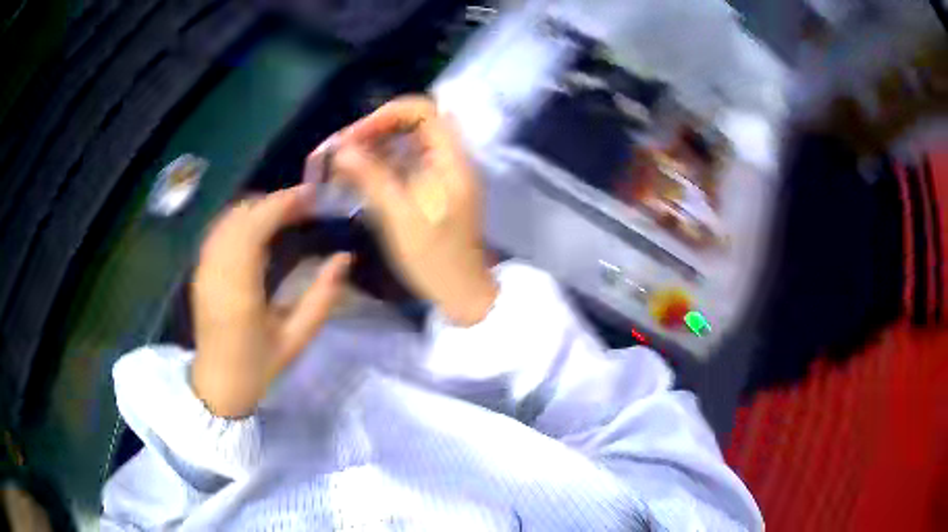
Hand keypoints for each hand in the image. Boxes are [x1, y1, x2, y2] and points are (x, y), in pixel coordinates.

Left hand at [190, 185, 350, 417]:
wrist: (218, 385)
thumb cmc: (258, 366)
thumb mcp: (297, 338)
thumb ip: (323, 297)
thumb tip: (345, 258)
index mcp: (239, 288)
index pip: (255, 226)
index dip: (282, 203)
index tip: (311, 196)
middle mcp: (216, 270)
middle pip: (240, 214)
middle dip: (273, 201)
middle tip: (304, 204)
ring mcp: (204, 268)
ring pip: (228, 218)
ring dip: (257, 207)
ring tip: (286, 212)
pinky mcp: (200, 270)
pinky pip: (219, 230)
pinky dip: (241, 219)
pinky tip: (260, 228)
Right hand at [325, 96, 497, 325]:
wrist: (462, 293)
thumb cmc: (436, 259)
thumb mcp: (400, 218)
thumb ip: (372, 178)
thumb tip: (342, 148)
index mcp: (451, 160)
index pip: (423, 112)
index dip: (388, 115)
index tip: (356, 135)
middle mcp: (449, 159)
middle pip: (412, 124)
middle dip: (374, 130)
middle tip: (341, 148)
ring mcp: (440, 173)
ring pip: (405, 143)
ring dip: (373, 147)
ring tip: (340, 162)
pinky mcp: (431, 188)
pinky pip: (404, 163)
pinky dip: (379, 164)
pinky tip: (354, 176)